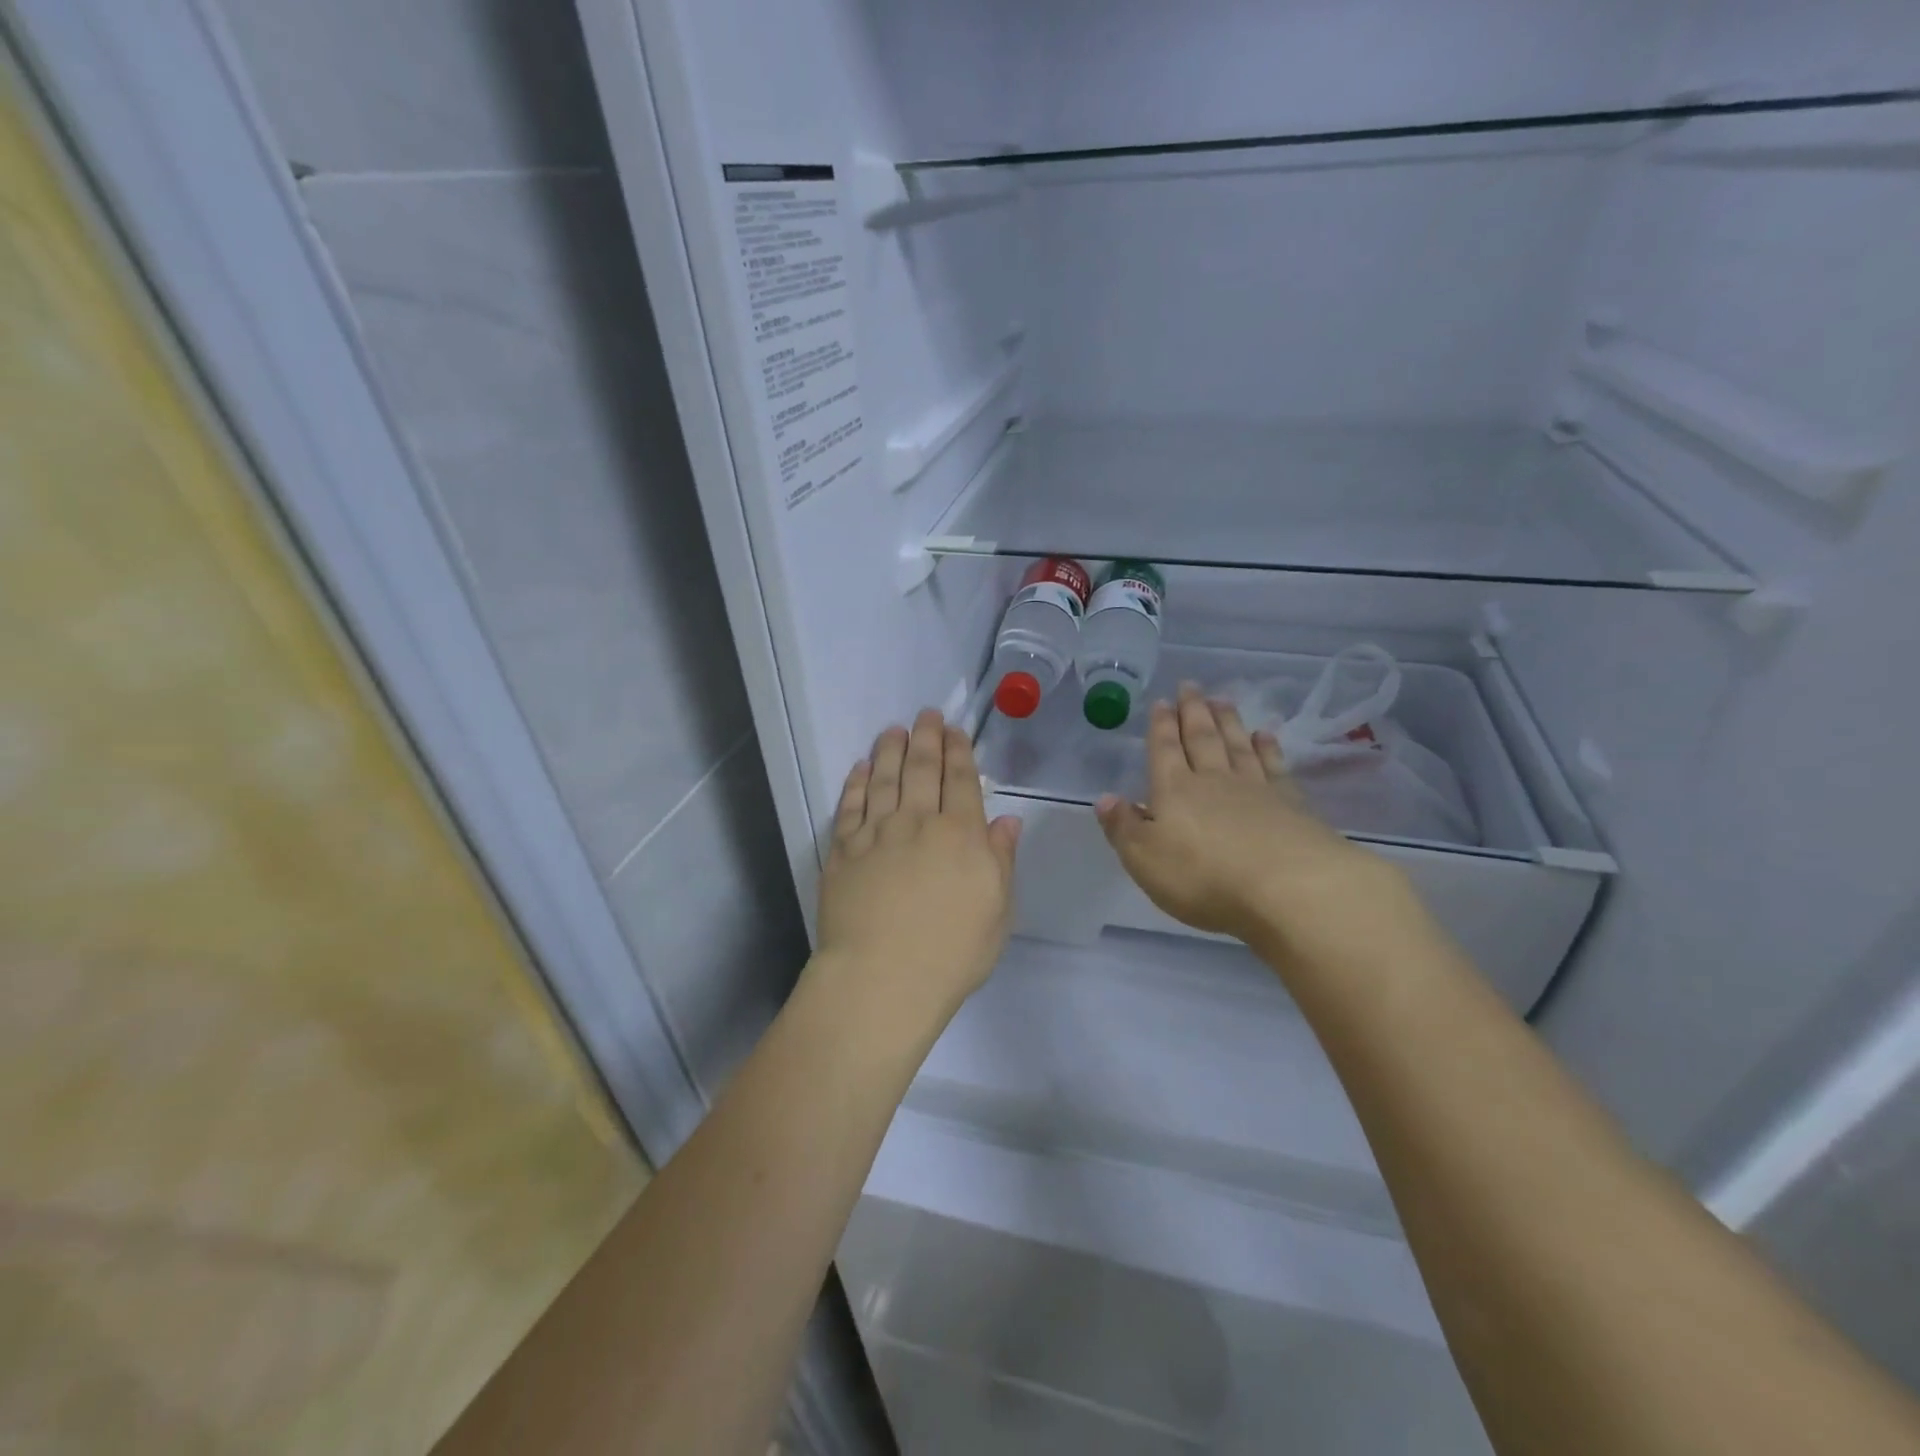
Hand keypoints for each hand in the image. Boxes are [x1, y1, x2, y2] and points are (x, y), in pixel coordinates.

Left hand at [812, 710, 1021, 1039]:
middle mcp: (917, 822)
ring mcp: (876, 834)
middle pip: (921, 769)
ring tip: (893, 729)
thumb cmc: (951, 952)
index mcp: (960, 835)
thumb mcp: (998, 912)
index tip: (956, 730)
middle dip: (926, 737)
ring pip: (884, 779)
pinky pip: (850, 806)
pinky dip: (857, 783)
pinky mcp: (843, 850)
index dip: (959, 751)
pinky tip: (861, 768)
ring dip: (890, 750)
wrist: (882, 978)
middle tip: (927, 714)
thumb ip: (1001, 861)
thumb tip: (1007, 821)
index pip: (961, 781)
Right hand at [1097, 684, 1410, 952]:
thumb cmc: (1204, 878)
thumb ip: (1124, 828)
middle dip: (1193, 711)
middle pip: (1201, 738)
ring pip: (1237, 745)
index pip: (1164, 750)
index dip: (1161, 726)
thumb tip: (1105, 799)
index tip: (1161, 701)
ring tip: (1222, 699)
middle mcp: (1213, 780)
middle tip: (1190, 686)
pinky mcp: (1291, 804)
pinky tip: (1265, 735)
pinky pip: (1274, 766)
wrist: (1288, 888)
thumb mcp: (1145, 859)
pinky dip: (1268, 748)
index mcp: (1174, 791)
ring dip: (1228, 721)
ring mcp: (1256, 788)